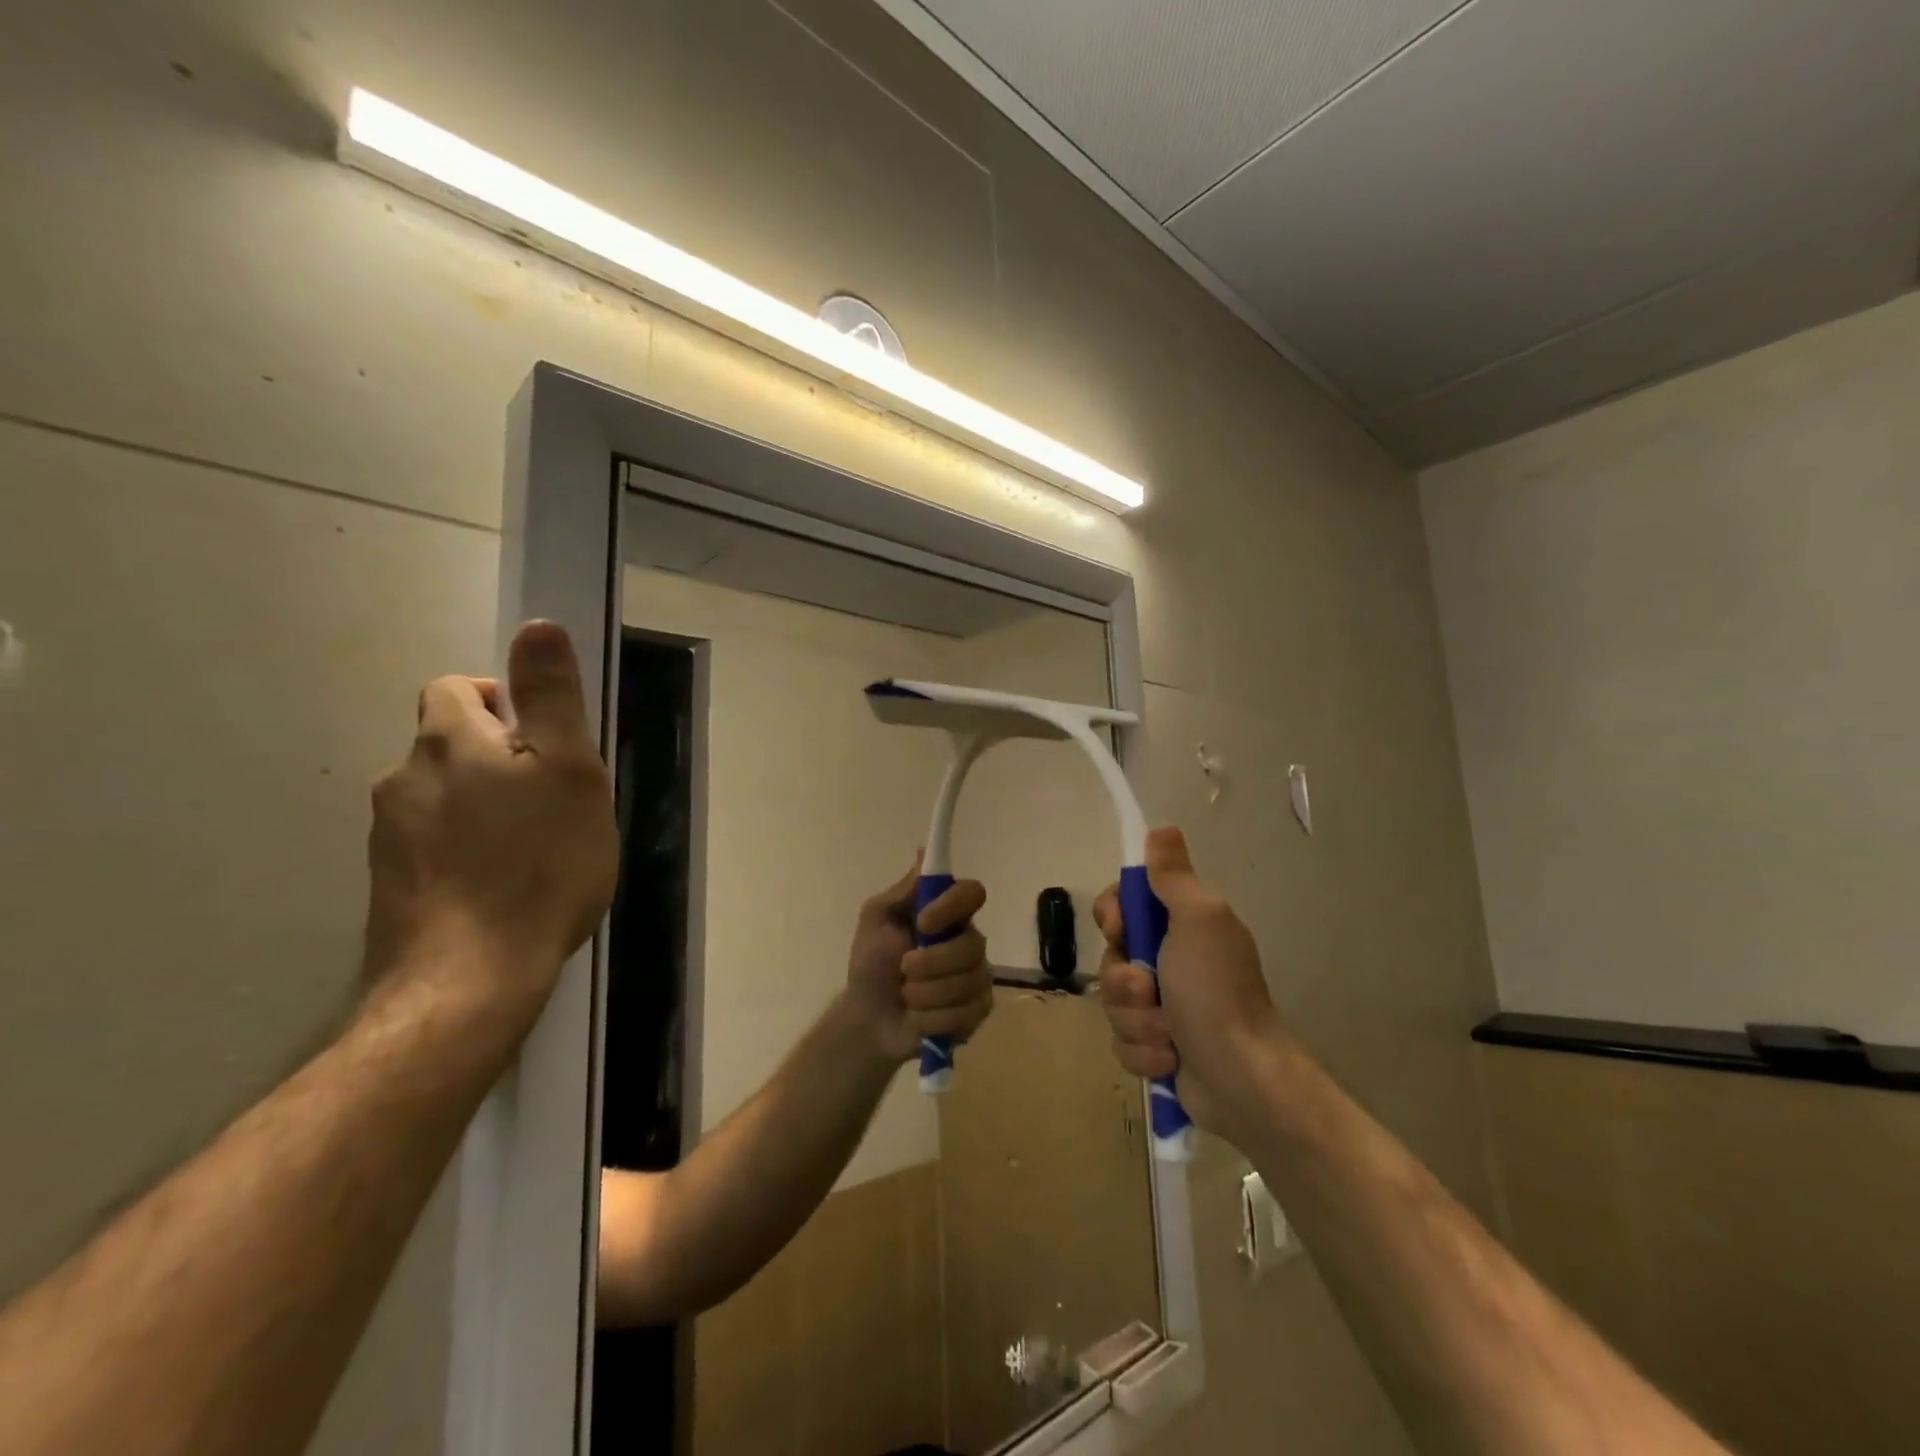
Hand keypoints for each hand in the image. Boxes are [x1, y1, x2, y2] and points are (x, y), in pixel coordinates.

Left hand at [364, 621, 618, 1028]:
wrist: (470, 977)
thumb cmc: (539, 863)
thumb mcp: (570, 769)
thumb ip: (551, 696)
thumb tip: (537, 625)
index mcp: (448, 742)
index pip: (456, 689)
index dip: (501, 701)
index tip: (545, 742)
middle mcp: (404, 779)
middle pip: (448, 745)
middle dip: (498, 758)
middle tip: (553, 799)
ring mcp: (389, 837)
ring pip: (442, 797)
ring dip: (483, 805)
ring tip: (533, 847)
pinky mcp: (390, 886)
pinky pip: (433, 845)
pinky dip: (465, 849)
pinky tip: (502, 885)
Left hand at [843, 862, 992, 1065]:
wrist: (867, 1018)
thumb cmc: (871, 962)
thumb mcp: (877, 918)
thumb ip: (905, 889)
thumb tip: (925, 849)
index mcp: (948, 913)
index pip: (973, 893)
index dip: (952, 906)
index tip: (923, 921)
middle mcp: (969, 940)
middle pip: (973, 945)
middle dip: (931, 963)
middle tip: (903, 969)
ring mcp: (978, 976)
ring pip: (967, 982)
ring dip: (925, 994)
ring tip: (907, 996)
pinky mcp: (978, 1011)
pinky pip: (965, 1013)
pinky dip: (933, 1018)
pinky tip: (918, 1017)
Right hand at [1095, 826, 1287, 1140]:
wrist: (1242, 1078)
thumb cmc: (1216, 991)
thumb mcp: (1198, 920)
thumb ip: (1173, 877)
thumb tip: (1162, 828)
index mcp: (1181, 925)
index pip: (1123, 905)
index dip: (1114, 916)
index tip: (1121, 929)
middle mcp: (1170, 960)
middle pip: (1112, 957)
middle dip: (1124, 980)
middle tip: (1150, 990)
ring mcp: (1162, 1007)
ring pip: (1114, 1003)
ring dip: (1136, 1021)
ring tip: (1168, 1035)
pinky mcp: (1157, 1047)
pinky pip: (1123, 1041)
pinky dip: (1144, 1053)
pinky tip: (1170, 1059)